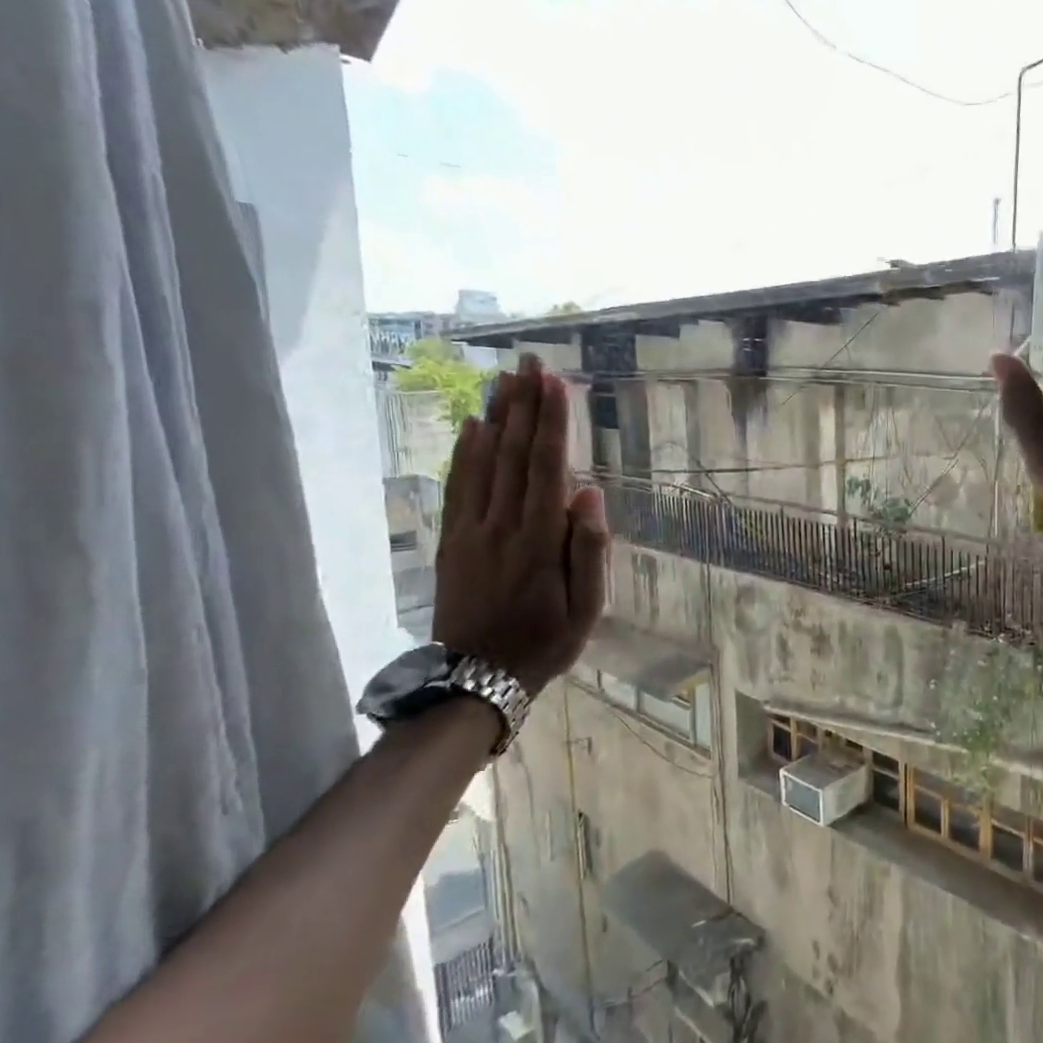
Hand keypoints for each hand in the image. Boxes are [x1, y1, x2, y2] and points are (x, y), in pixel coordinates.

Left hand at [433, 353, 608, 694]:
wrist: (477, 679)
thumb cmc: (544, 643)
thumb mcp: (585, 609)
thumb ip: (589, 550)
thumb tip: (590, 493)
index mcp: (539, 541)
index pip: (546, 468)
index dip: (551, 422)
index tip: (554, 382)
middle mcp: (501, 525)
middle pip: (512, 454)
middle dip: (523, 405)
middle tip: (529, 362)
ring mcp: (471, 532)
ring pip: (483, 463)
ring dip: (495, 417)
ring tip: (504, 379)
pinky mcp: (451, 541)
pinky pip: (457, 488)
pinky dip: (464, 453)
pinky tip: (472, 426)